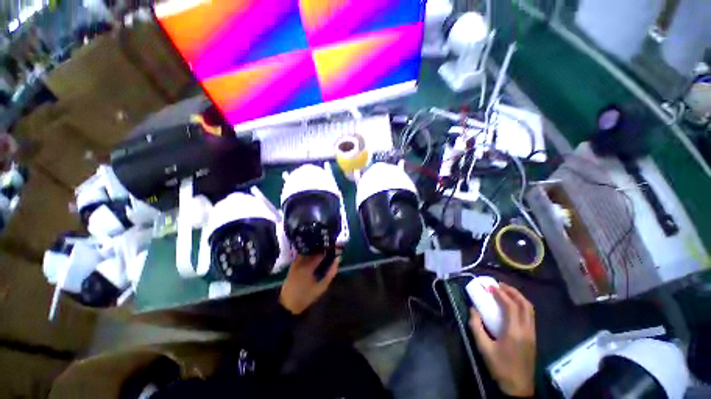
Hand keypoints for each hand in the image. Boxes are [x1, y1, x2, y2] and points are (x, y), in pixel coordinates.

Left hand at [279, 252, 339, 314]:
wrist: (288, 304)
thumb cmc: (306, 296)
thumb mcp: (322, 287)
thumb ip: (331, 273)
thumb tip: (337, 260)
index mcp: (308, 266)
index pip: (320, 253)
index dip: (328, 251)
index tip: (334, 251)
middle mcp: (301, 261)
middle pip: (314, 250)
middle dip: (322, 250)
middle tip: (329, 253)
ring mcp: (295, 262)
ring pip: (308, 252)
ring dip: (315, 252)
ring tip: (323, 255)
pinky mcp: (292, 265)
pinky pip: (303, 255)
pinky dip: (309, 255)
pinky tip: (314, 260)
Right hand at [469, 283, 535, 396]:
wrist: (519, 388)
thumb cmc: (500, 367)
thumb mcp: (483, 348)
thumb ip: (476, 326)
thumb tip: (473, 309)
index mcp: (514, 332)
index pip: (511, 306)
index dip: (501, 294)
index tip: (491, 286)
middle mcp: (527, 330)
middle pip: (525, 304)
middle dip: (512, 291)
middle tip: (500, 285)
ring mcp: (532, 334)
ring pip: (530, 310)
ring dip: (519, 297)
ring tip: (506, 292)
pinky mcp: (533, 338)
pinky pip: (530, 316)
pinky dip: (522, 306)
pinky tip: (513, 306)